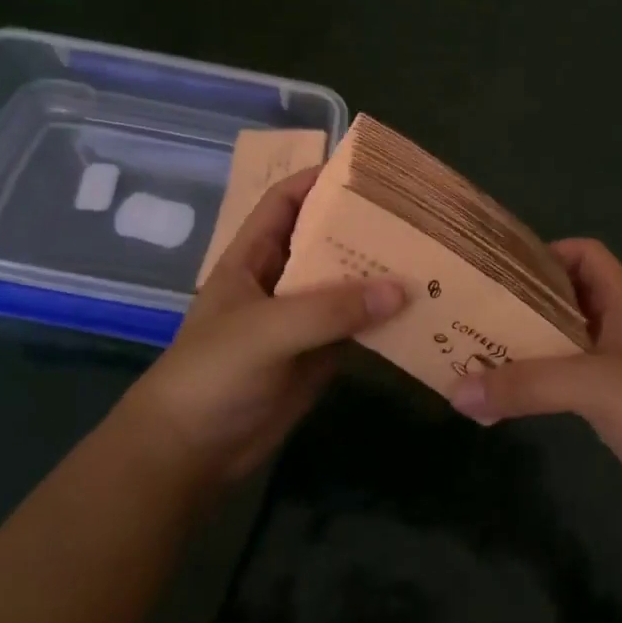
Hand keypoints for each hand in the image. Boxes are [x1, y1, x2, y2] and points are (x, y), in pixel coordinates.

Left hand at [116, 168, 405, 488]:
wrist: (191, 453)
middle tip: (416, 214)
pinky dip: (386, 318)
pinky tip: (421, 309)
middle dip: (364, 226)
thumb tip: (401, 288)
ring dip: (381, 273)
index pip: (284, 202)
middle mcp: (279, 281)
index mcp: (252, 258)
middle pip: (325, 240)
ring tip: (430, 256)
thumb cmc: (212, 376)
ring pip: (347, 284)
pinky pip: (358, 327)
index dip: (318, 179)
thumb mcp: (264, 331)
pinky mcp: (319, 355)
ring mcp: (301, 320)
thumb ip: (329, 309)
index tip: (366, 170)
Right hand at [449, 239, 621, 526]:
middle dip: (524, 303)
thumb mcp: (594, 386)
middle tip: (475, 316)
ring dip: (531, 345)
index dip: (546, 254)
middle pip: (569, 298)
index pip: (585, 255)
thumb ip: (527, 385)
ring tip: (482, 354)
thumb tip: (456, 392)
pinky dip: (546, 382)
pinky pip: (576, 380)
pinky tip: (518, 397)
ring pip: (570, 341)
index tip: (501, 274)